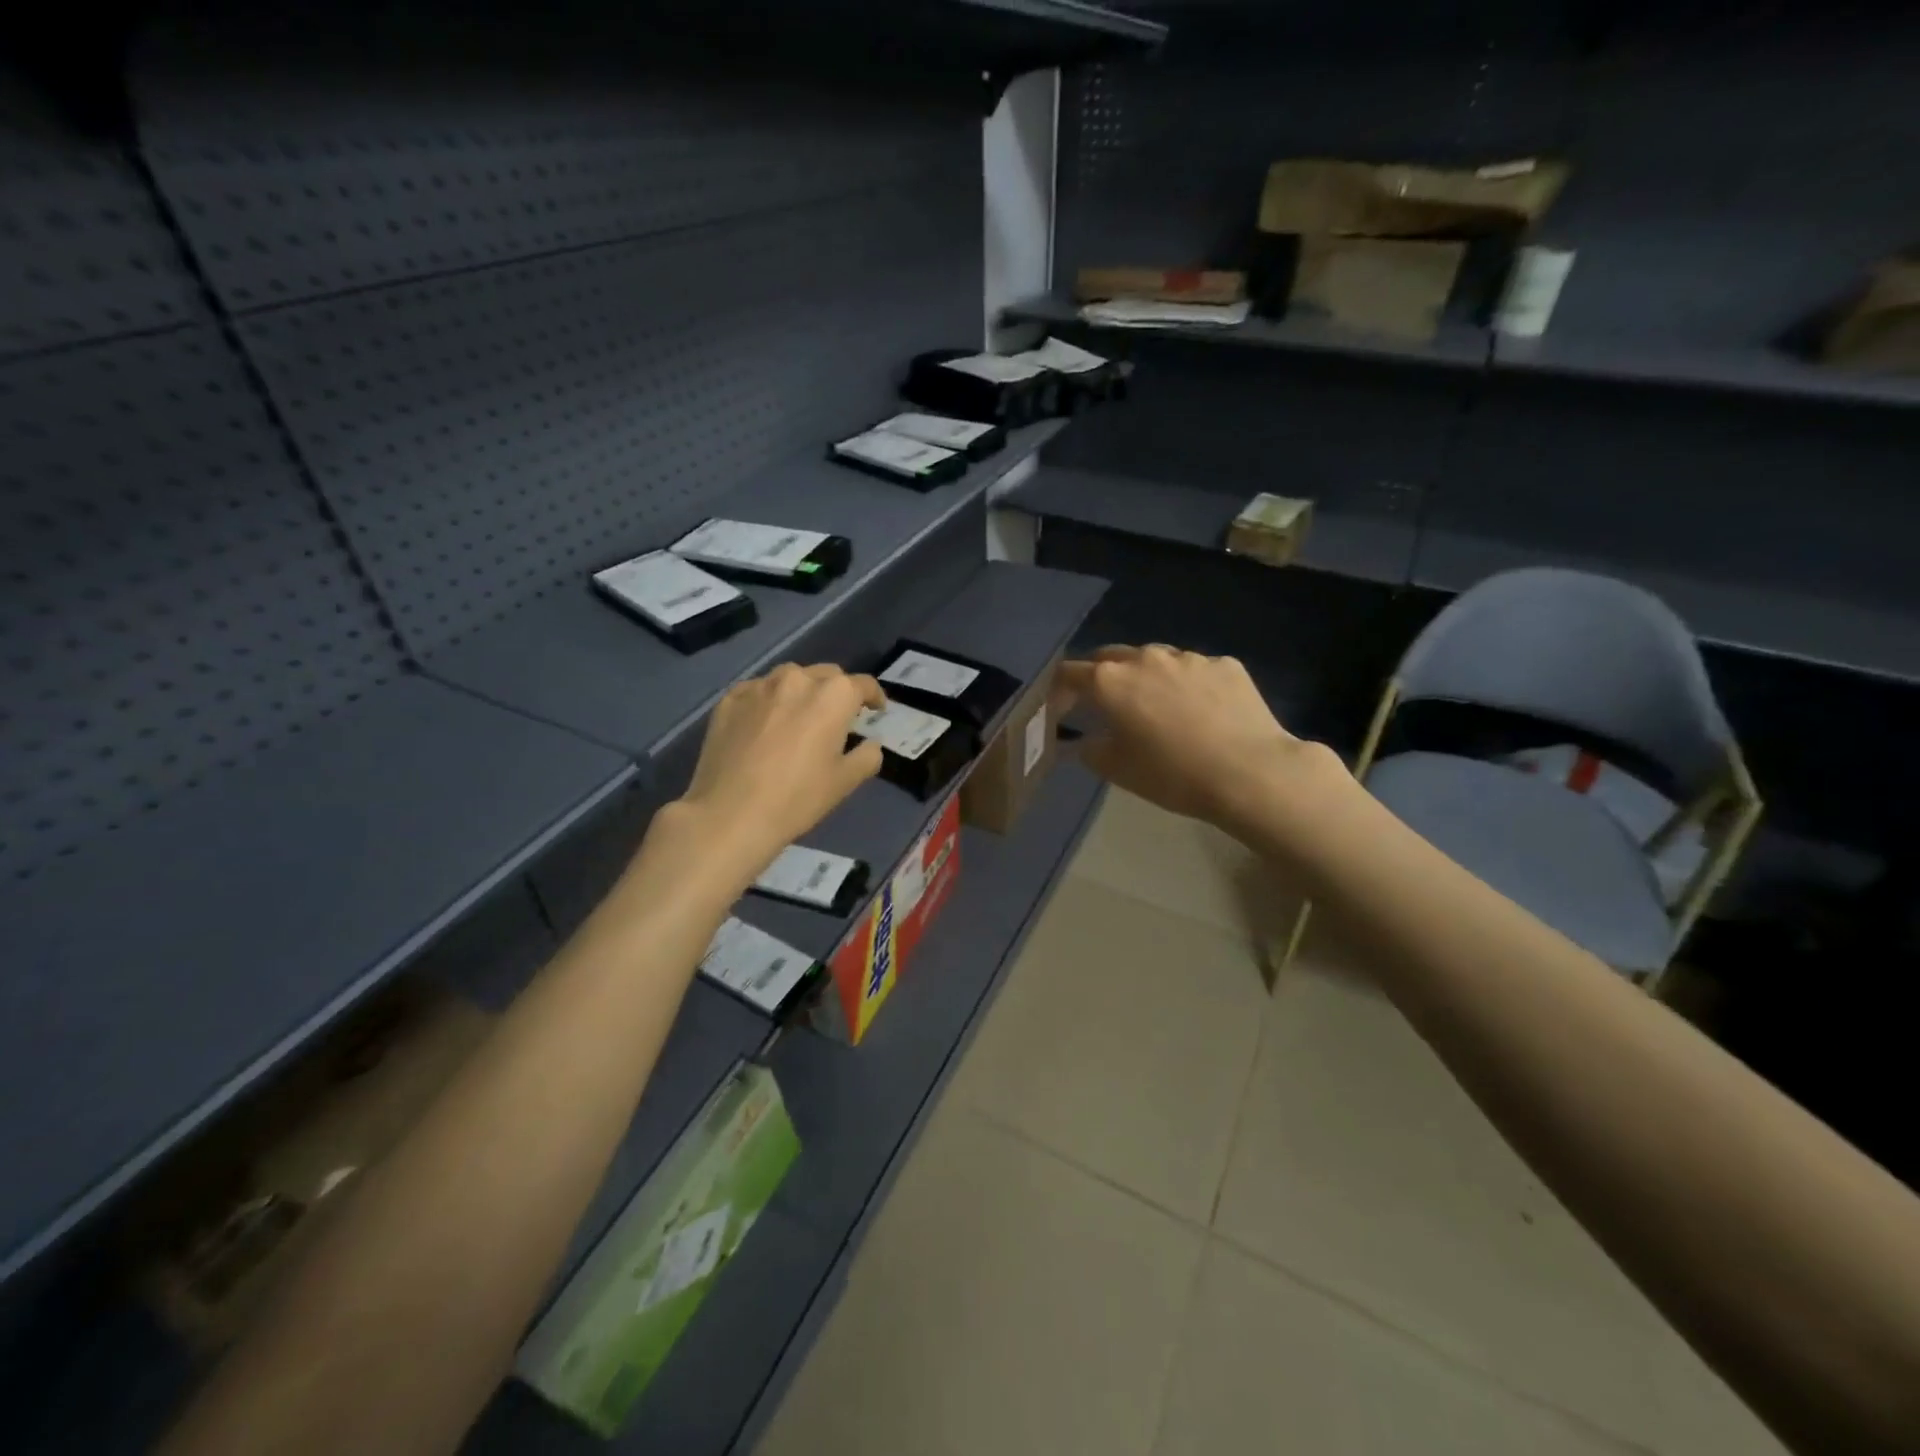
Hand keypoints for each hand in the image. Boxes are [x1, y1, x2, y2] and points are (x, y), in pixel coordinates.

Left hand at [671, 663, 885, 879]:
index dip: (874, 697)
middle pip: (826, 675)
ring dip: (801, 692)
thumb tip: (870, 744)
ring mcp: (759, 686)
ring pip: (790, 678)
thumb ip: (867, 756)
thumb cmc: (796, 798)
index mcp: (833, 695)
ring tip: (799, 717)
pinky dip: (768, 701)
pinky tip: (765, 725)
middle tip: (837, 717)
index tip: (876, 710)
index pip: (863, 685)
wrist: (729, 814)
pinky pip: (758, 691)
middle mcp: (797, 679)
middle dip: (837, 691)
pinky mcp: (729, 699)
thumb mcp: (845, 782)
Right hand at [1059, 645, 1337, 834]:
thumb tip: (1084, 739)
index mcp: (1111, 682)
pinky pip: (1195, 670)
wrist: (1249, 772)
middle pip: (1111, 656)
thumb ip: (1090, 749)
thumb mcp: (1117, 770)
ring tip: (1158, 706)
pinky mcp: (1225, 664)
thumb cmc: (1172, 774)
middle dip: (1101, 675)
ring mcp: (1189, 658)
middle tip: (1105, 703)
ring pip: (1156, 659)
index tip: (1060, 707)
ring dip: (1146, 677)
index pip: (1070, 673)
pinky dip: (1187, 685)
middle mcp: (1146, 658)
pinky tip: (1201, 711)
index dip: (1059, 689)